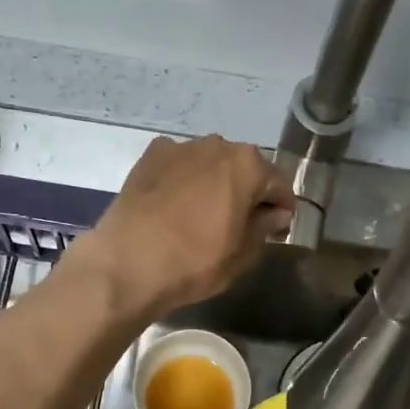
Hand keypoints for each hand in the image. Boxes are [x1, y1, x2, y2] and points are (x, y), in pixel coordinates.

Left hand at [71, 136, 293, 318]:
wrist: (128, 263)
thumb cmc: (195, 262)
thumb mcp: (241, 255)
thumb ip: (264, 228)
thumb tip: (275, 215)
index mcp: (248, 165)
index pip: (279, 185)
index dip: (281, 210)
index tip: (276, 230)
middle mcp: (217, 145)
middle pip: (244, 168)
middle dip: (247, 192)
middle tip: (241, 223)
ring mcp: (180, 147)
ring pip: (209, 164)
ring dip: (214, 183)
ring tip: (204, 215)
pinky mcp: (148, 157)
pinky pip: (178, 167)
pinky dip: (183, 181)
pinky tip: (175, 207)